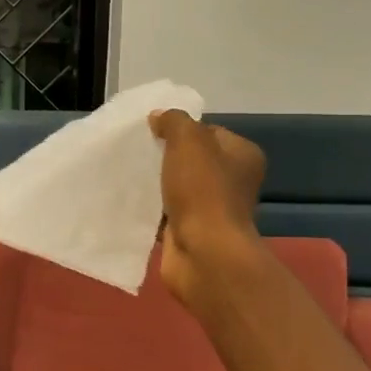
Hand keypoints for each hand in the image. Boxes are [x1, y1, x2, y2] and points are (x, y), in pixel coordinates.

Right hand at [149, 110, 267, 314]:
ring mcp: (212, 209)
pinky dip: (150, 208)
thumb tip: (159, 117)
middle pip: (192, 160)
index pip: (208, 131)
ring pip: (177, 186)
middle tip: (137, 152)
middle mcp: (232, 181)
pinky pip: (166, 212)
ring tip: (128, 174)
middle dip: (164, 156)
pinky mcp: (192, 232)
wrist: (204, 253)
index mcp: (242, 156)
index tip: (153, 132)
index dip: (181, 129)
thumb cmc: (203, 192)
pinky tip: (129, 201)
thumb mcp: (188, 141)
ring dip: (155, 183)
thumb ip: (174, 122)